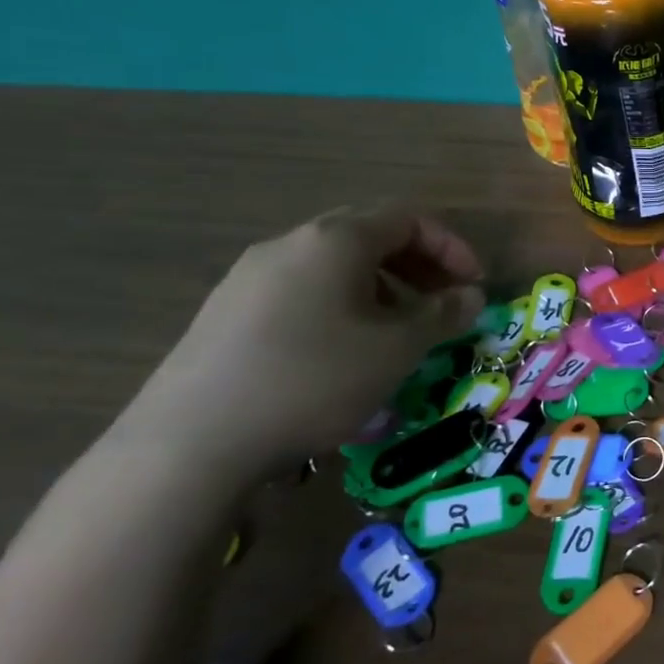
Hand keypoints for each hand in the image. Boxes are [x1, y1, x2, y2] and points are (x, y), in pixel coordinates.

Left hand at [123, 205, 484, 477]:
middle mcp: (290, 244)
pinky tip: (343, 349)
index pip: (409, 218)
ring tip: (398, 328)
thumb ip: (442, 314)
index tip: (474, 285)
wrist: (189, 445)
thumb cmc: (314, 380)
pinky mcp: (224, 312)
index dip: (452, 246)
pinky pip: (301, 289)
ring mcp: (249, 277)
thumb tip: (471, 296)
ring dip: (381, 285)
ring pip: (334, 264)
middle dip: (417, 264)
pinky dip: (341, 304)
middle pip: (370, 234)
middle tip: (442, 301)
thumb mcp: (397, 349)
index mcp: (335, 240)